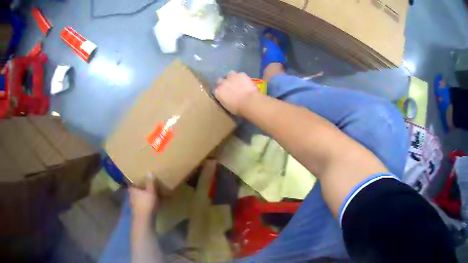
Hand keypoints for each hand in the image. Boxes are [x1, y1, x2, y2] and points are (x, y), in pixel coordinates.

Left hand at [129, 172, 158, 221]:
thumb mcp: (150, 191)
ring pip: (139, 197)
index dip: (135, 179)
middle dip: (141, 187)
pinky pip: (143, 203)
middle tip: (147, 183)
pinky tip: (153, 201)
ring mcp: (135, 204)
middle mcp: (132, 196)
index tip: (139, 176)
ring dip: (144, 195)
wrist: (145, 220)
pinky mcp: (140, 210)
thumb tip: (149, 171)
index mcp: (132, 190)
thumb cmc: (146, 204)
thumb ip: (150, 182)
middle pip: (136, 189)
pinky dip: (147, 201)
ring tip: (152, 192)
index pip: (132, 182)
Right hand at [214, 71, 258, 114]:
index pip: (216, 90)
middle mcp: (222, 83)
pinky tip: (246, 82)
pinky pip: (241, 74)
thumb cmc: (238, 108)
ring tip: (237, 82)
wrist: (249, 102)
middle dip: (224, 83)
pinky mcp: (241, 74)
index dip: (220, 91)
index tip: (224, 94)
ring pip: (230, 74)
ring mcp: (232, 77)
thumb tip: (226, 98)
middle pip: (220, 80)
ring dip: (232, 77)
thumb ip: (224, 99)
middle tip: (230, 87)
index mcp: (218, 92)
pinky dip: (242, 78)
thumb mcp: (227, 106)